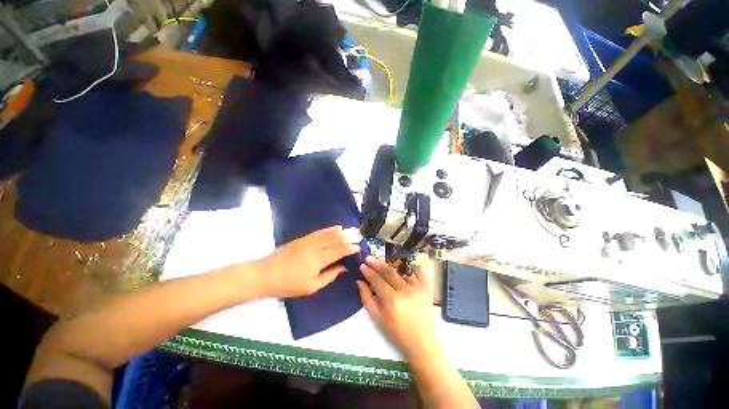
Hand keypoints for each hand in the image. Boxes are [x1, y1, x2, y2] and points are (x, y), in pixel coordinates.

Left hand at [252, 225, 361, 297]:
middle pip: (336, 240)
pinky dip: (330, 229)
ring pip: (329, 234)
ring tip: (352, 229)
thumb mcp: (311, 286)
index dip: (350, 248)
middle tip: (359, 235)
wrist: (265, 274)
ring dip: (342, 231)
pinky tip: (337, 227)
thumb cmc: (288, 284)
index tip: (359, 246)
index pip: (338, 251)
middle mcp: (315, 247)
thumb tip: (343, 268)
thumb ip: (329, 276)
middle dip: (349, 237)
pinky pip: (319, 231)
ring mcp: (309, 241)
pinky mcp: (303, 238)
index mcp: (318, 260)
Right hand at [357, 257, 439, 359]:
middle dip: (377, 263)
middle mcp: (405, 290)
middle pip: (388, 271)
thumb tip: (359, 282)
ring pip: (402, 269)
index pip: (377, 280)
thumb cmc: (397, 332)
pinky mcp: (427, 288)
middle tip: (369, 258)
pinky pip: (419, 271)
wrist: (422, 342)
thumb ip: (367, 298)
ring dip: (391, 264)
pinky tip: (403, 266)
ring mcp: (417, 288)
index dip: (368, 271)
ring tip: (384, 262)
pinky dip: (410, 266)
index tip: (362, 265)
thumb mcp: (378, 318)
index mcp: (391, 300)